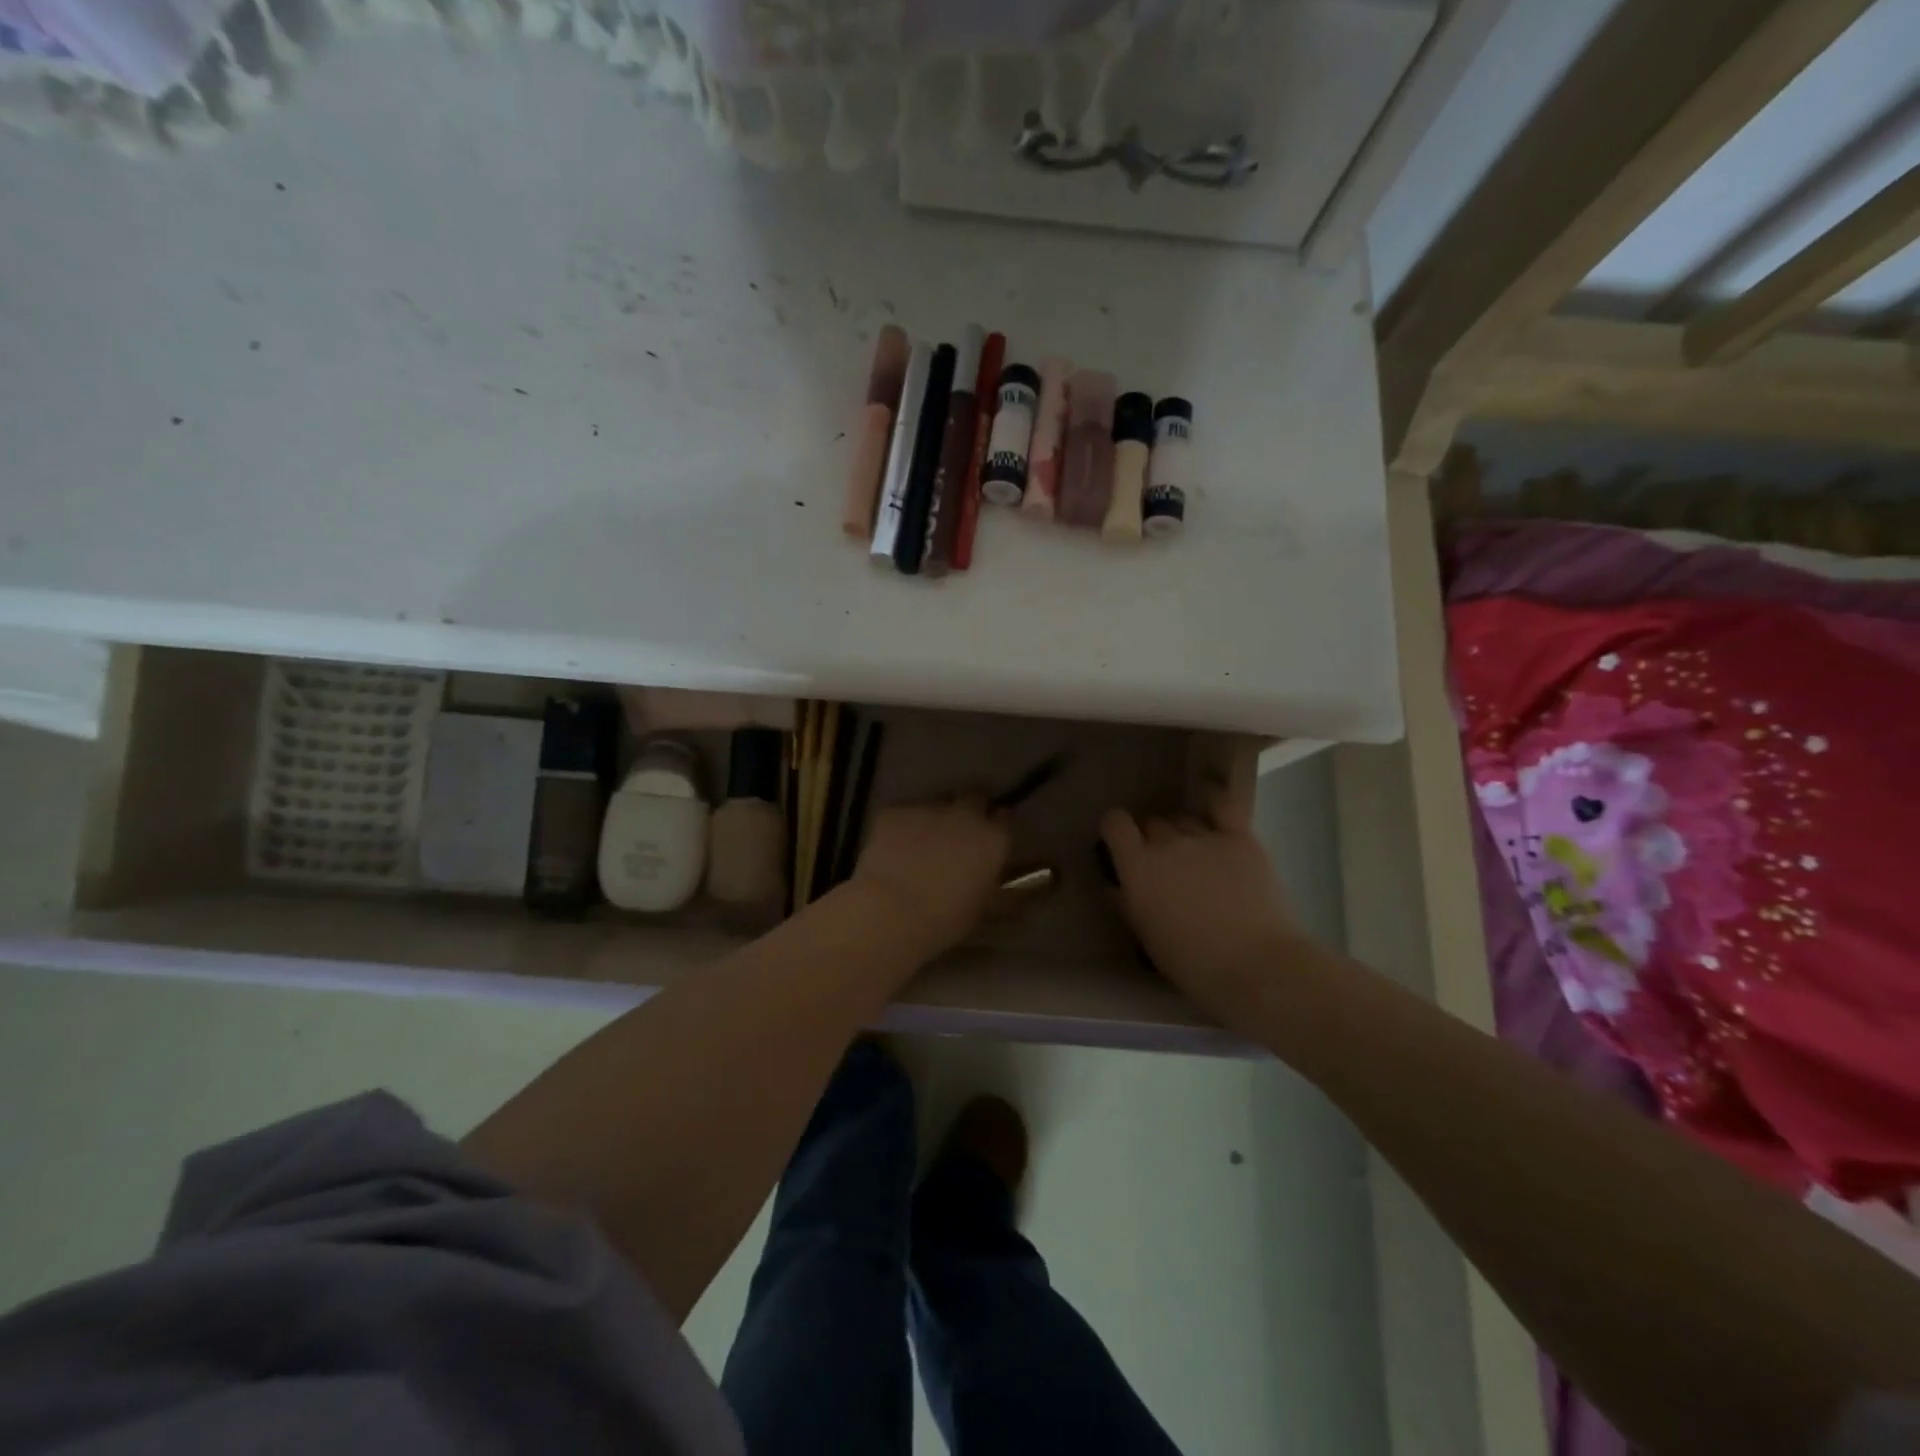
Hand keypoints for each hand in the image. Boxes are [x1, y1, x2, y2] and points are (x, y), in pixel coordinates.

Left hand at [852, 798, 1011, 957]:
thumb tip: (990, 873)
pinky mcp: (894, 811)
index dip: (995, 826)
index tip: (987, 837)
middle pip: (973, 797)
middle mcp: (964, 814)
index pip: (1003, 818)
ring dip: (932, 820)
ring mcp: (927, 808)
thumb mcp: (980, 906)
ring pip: (934, 805)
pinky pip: (902, 814)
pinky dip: (900, 828)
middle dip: (969, 809)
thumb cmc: (944, 920)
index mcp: (992, 839)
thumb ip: (989, 880)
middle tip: (956, 833)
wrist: (891, 913)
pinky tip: (890, 850)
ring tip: (918, 846)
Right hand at [1100, 787, 1301, 1022]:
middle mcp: (1167, 842)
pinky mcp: (1242, 838)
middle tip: (1164, 866)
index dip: (1116, 830)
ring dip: (1182, 833)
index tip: (1121, 845)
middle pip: (1152, 823)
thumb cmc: (1193, 962)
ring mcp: (1206, 836)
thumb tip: (1116, 884)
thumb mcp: (1146, 937)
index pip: (1115, 823)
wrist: (1257, 966)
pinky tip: (1214, 812)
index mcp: (1138, 866)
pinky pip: (1223, 806)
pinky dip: (1215, 804)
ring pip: (1184, 819)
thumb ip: (1127, 903)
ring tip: (1195, 856)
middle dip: (1151, 839)